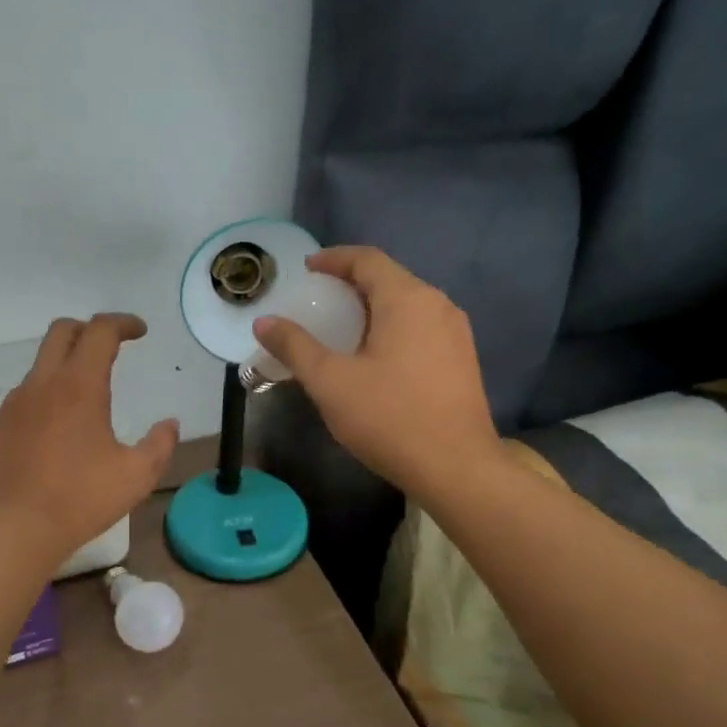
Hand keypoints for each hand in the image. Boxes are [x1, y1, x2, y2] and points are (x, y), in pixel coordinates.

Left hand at [0, 314, 178, 563]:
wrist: (14, 530)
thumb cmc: (80, 500)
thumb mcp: (137, 476)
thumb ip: (159, 444)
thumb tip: (169, 424)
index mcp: (79, 387)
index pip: (100, 332)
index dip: (123, 323)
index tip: (140, 332)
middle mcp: (42, 384)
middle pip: (62, 331)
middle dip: (89, 330)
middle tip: (111, 348)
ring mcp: (14, 404)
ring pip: (41, 365)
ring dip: (66, 366)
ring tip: (86, 399)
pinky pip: (25, 396)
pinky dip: (46, 396)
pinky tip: (57, 431)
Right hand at [254, 248, 499, 498]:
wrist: (456, 467)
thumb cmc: (389, 418)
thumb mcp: (330, 382)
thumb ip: (295, 347)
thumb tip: (264, 322)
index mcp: (407, 299)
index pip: (367, 260)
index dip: (334, 259)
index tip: (307, 269)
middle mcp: (438, 305)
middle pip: (389, 278)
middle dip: (351, 283)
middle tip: (319, 299)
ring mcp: (456, 332)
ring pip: (408, 304)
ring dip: (373, 306)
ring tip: (343, 327)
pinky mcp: (462, 359)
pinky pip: (421, 326)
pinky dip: (392, 327)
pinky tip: (375, 355)